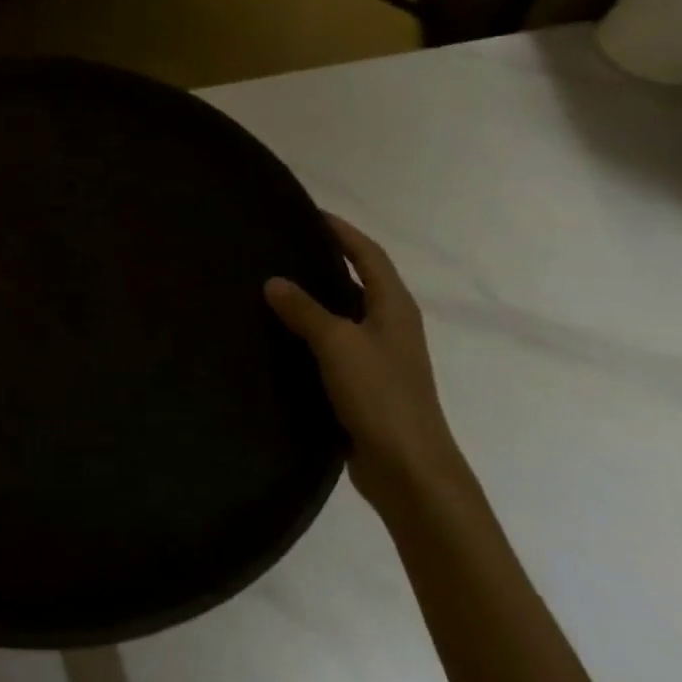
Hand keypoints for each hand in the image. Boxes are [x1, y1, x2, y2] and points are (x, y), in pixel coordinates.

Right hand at [264, 215, 463, 507]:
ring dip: (316, 297)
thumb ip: (305, 310)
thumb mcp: (338, 344)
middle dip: (325, 259)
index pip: (368, 254)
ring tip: (273, 285)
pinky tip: (281, 336)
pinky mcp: (365, 384)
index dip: (341, 231)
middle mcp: (390, 325)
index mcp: (394, 306)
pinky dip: (311, 332)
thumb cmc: (380, 396)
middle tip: (282, 246)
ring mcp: (379, 356)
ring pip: (344, 313)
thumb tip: (273, 281)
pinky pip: (334, 344)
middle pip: (358, 279)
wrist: (409, 469)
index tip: (308, 213)